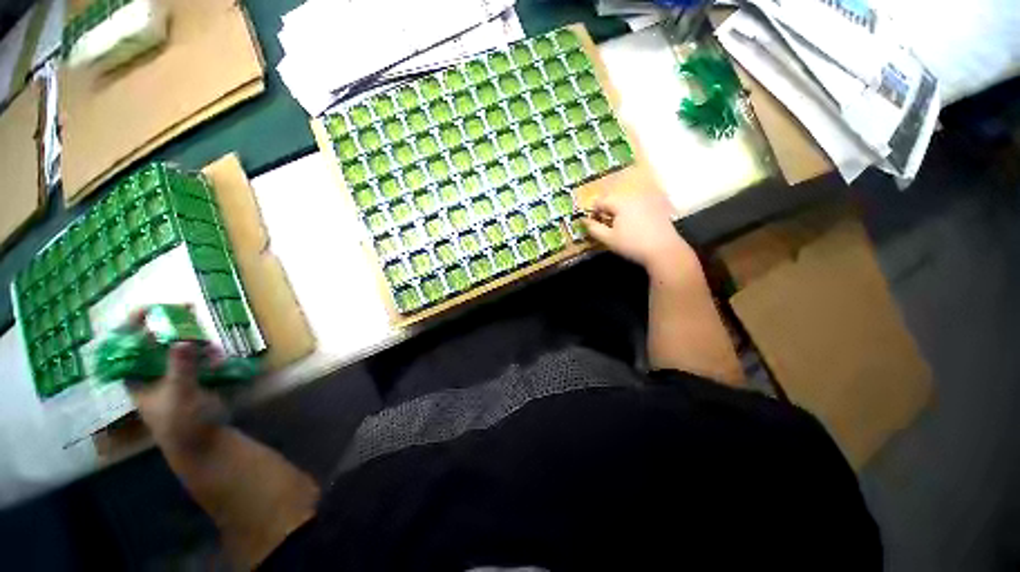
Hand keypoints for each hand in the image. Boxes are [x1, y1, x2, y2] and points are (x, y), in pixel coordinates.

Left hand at [122, 309, 225, 451]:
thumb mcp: (179, 394)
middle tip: (190, 310)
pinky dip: (211, 354)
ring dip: (199, 342)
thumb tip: (183, 340)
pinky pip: (201, 355)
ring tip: (212, 349)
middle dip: (175, 325)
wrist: (202, 441)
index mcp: (136, 375)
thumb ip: (180, 367)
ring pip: (183, 345)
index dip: (134, 324)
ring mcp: (174, 371)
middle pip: (158, 338)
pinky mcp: (195, 374)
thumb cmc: (179, 422)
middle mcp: (152, 369)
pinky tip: (219, 361)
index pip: (127, 344)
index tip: (151, 308)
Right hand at [584, 190, 698, 278]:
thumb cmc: (632, 245)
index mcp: (621, 202)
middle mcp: (635, 197)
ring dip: (620, 213)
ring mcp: (648, 201)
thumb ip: (594, 228)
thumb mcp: (608, 239)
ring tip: (619, 228)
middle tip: (605, 227)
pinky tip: (634, 228)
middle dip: (607, 211)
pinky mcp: (658, 207)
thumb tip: (584, 221)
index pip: (601, 201)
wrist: (664, 251)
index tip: (592, 223)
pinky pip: (639, 207)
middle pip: (615, 200)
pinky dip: (633, 214)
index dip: (593, 212)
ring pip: (627, 203)